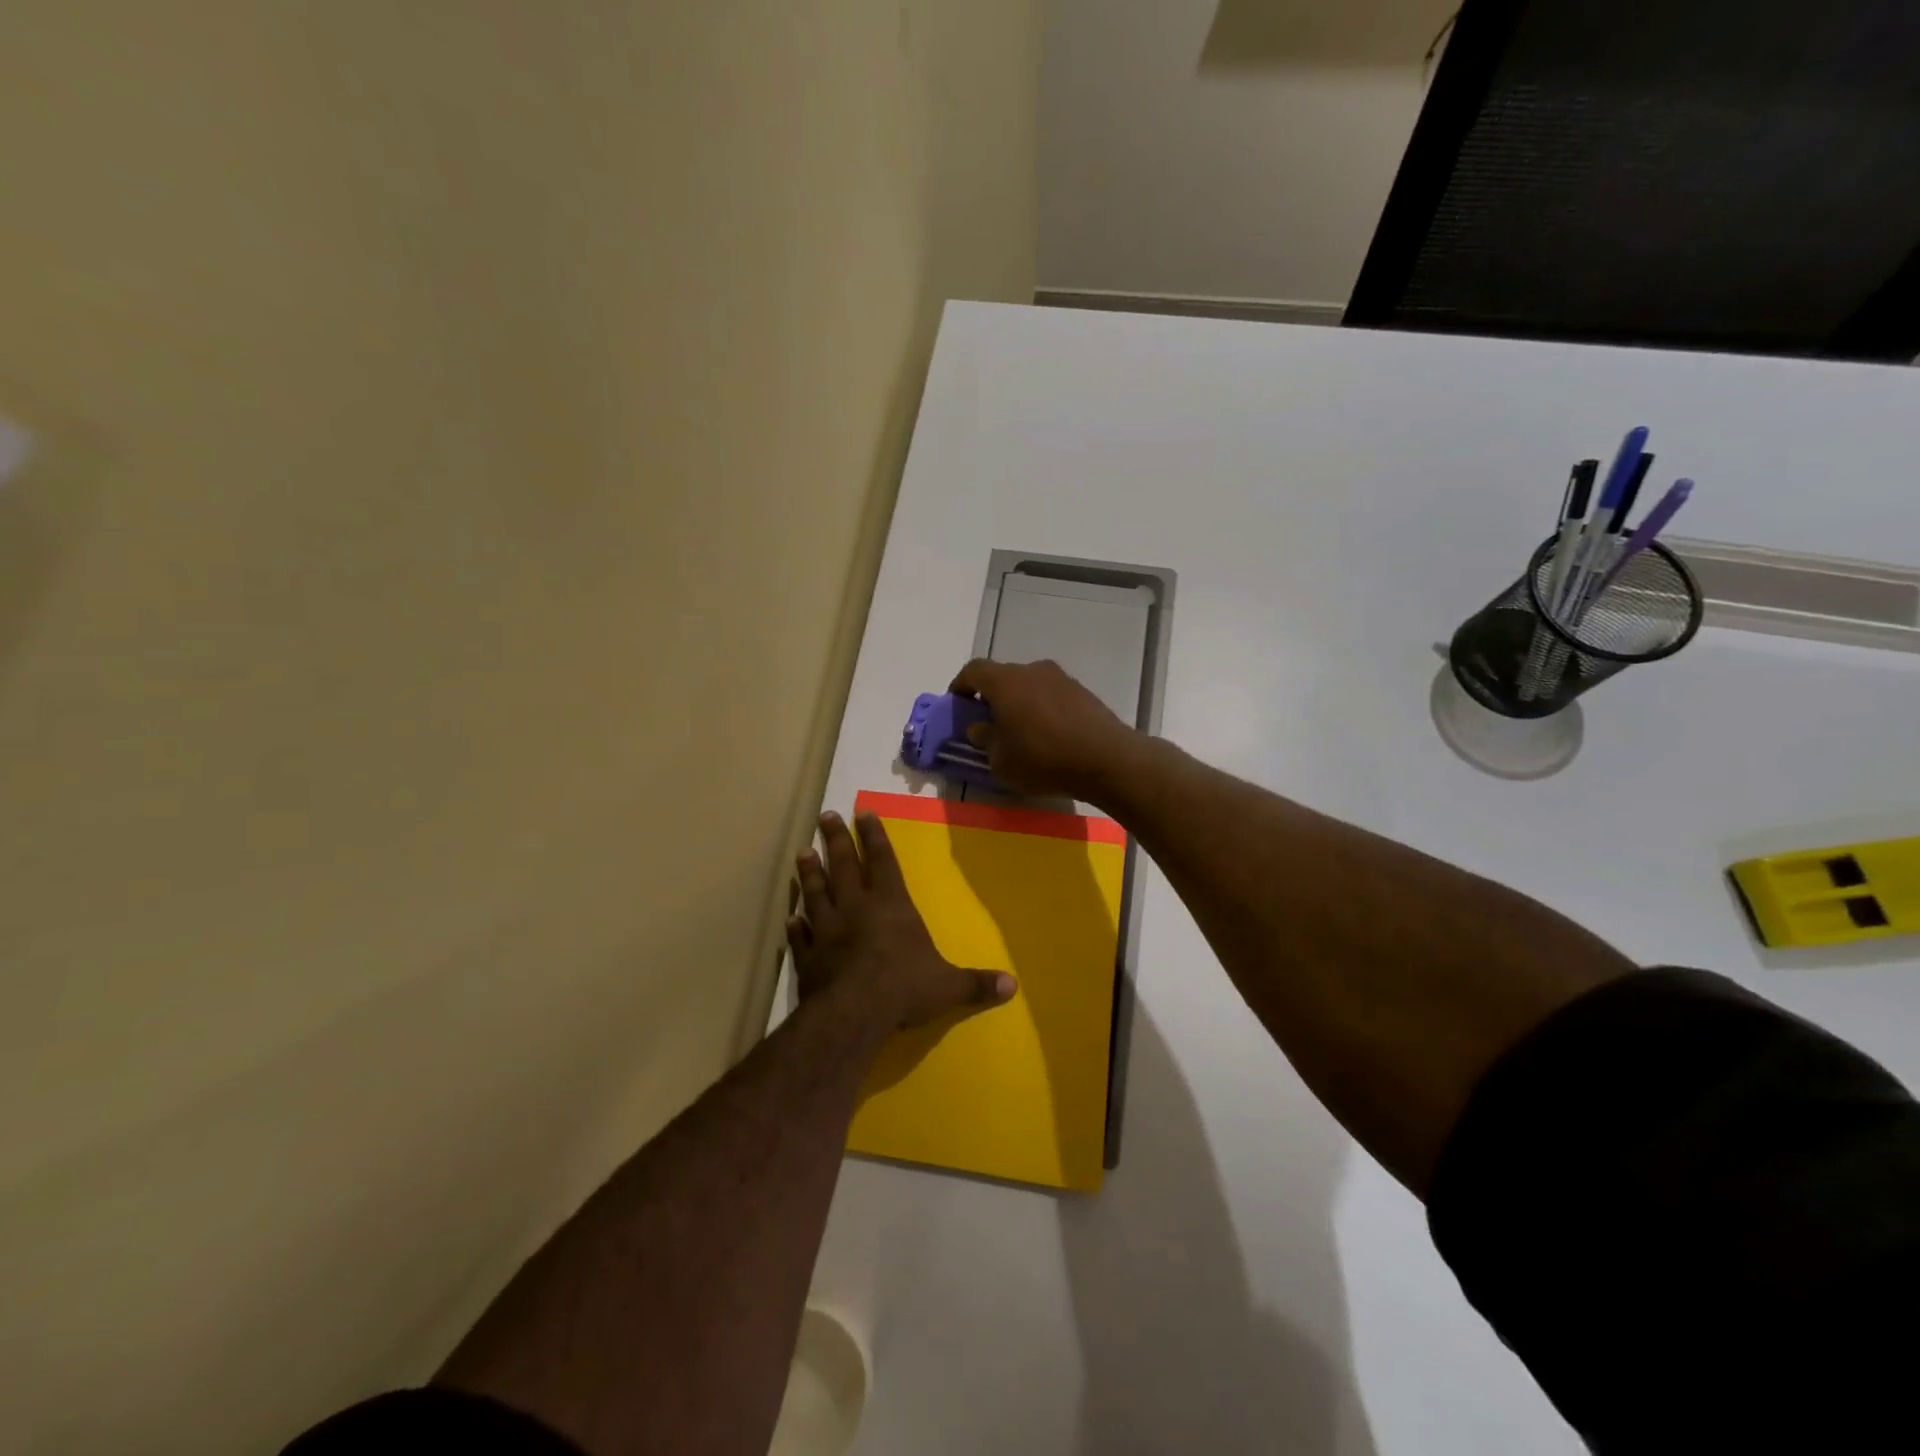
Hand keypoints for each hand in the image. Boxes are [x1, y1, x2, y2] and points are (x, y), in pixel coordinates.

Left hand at [789, 811, 1016, 1033]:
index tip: (861, 812)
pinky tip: (790, 916)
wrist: (852, 1014)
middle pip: (844, 865)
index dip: (874, 836)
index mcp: (891, 905)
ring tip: (802, 852)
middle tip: (825, 816)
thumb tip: (1012, 986)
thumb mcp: (948, 987)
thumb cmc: (903, 989)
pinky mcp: (807, 956)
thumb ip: (976, 984)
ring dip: (810, 873)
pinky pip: (798, 935)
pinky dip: (794, 924)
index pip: (883, 861)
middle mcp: (856, 908)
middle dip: (836, 840)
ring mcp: (827, 930)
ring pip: (816, 892)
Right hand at [949, 658, 1137, 802]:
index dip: (961, 685)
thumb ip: (985, 740)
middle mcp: (1032, 670)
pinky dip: (1042, 709)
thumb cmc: (1043, 760)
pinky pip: (1051, 695)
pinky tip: (1047, 736)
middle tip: (988, 723)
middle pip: (1003, 677)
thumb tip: (980, 727)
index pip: (974, 670)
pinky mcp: (1082, 692)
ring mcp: (1061, 678)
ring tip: (1020, 732)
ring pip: (1029, 685)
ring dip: (1019, 703)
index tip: (957, 704)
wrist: (1106, 759)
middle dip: (991, 697)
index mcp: (1005, 681)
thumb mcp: (1001, 761)